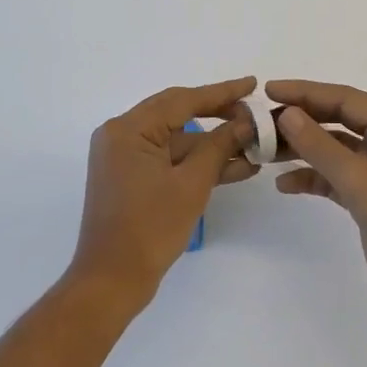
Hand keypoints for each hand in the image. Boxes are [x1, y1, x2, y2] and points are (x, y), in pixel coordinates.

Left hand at [71, 77, 261, 307]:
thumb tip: (245, 123)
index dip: (221, 93)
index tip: (252, 84)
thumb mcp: (192, 184)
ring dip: (212, 145)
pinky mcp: (131, 176)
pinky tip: (235, 167)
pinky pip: (169, 159)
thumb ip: (219, 146)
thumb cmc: (150, 229)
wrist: (111, 282)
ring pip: (176, 139)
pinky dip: (197, 163)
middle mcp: (121, 134)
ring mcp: (125, 157)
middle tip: (253, 112)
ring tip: (254, 145)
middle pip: (178, 113)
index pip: (182, 99)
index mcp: (129, 129)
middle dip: (219, 114)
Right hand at [265, 80, 366, 320]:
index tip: (270, 90)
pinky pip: (337, 180)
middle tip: (262, 121)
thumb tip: (287, 113)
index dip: (307, 92)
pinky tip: (285, 184)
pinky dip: (313, 179)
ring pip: (336, 151)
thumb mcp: (360, 178)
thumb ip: (320, 145)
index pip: (347, 99)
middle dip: (302, 121)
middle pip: (340, 121)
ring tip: (265, 151)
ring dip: (303, 151)